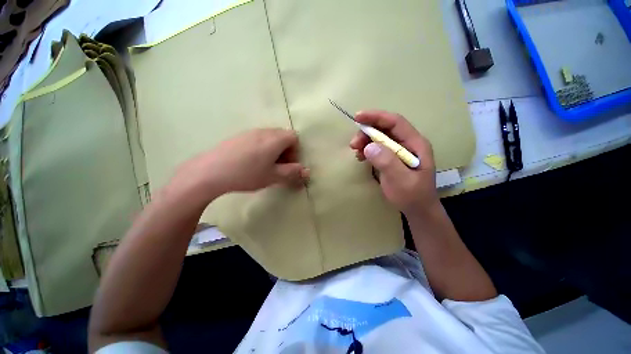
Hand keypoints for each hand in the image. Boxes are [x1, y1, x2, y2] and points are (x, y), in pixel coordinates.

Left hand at [169, 129, 308, 203]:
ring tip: (266, 166)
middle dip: (286, 151)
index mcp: (275, 139)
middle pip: (283, 136)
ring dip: (274, 150)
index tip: (288, 165)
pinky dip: (262, 149)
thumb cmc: (247, 174)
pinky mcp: (239, 136)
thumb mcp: (273, 176)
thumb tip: (307, 171)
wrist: (210, 171)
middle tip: (279, 167)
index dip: (295, 151)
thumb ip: (292, 173)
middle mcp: (264, 131)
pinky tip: (252, 162)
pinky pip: (258, 139)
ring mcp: (250, 132)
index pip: (294, 137)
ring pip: (270, 138)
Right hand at [349, 111, 438, 215]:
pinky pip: (377, 147)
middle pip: (385, 128)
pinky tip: (360, 156)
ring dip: (365, 140)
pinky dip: (366, 149)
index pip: (395, 122)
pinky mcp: (391, 158)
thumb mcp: (401, 181)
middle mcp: (408, 143)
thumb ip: (387, 162)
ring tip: (355, 151)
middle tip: (353, 144)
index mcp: (415, 144)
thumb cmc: (412, 196)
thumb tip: (369, 146)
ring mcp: (399, 151)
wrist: (418, 210)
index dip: (376, 117)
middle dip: (367, 132)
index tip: (358, 117)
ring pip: (379, 137)